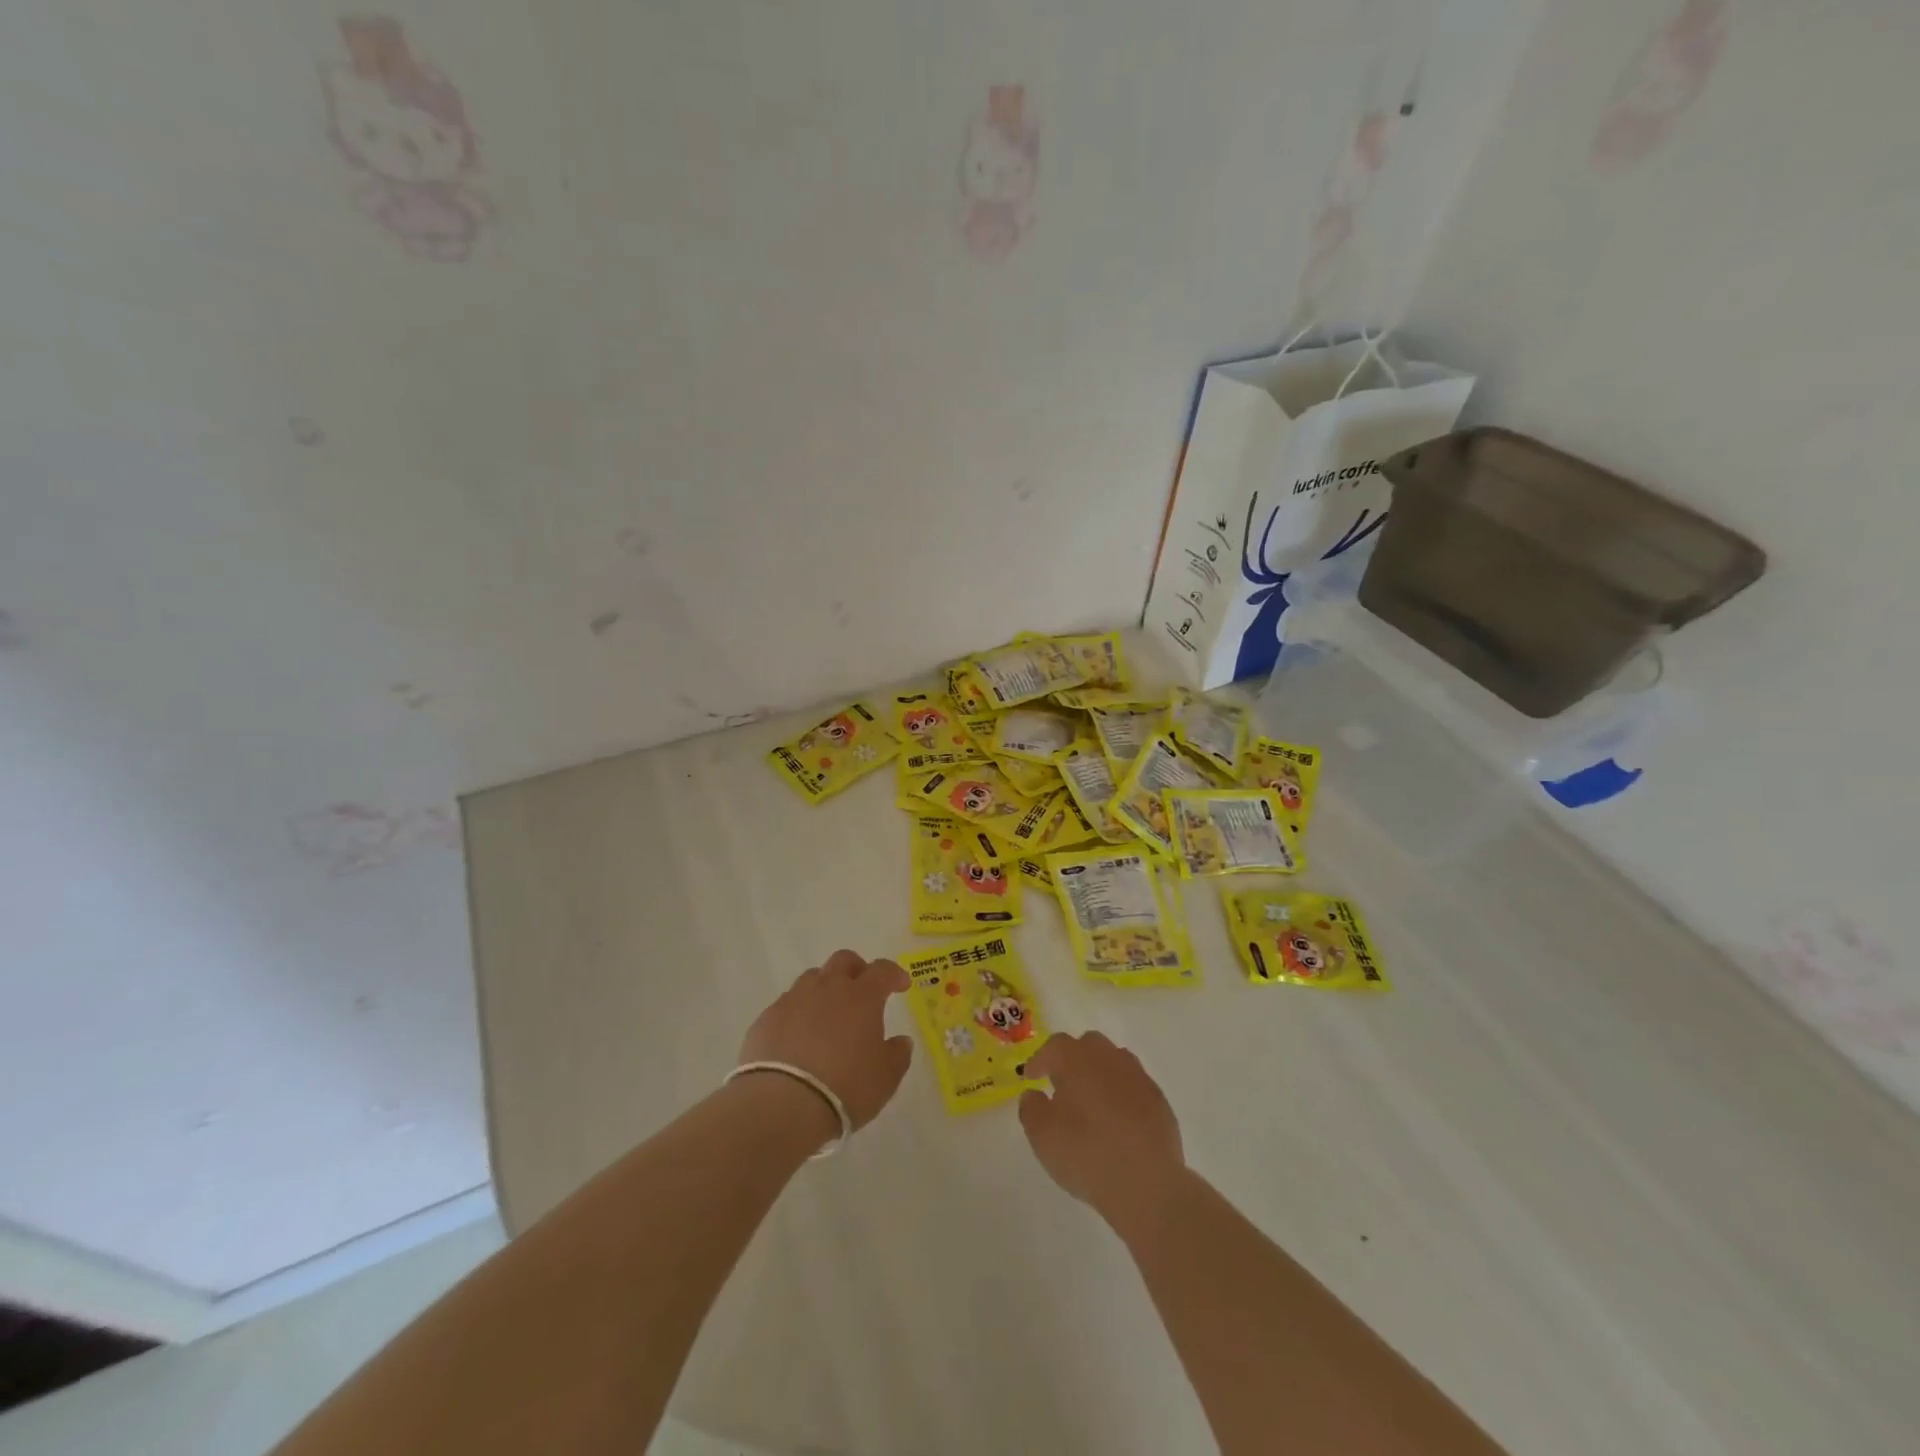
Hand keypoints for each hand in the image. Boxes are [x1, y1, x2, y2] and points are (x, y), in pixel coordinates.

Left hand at [737, 950, 913, 1132]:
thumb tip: (901, 1040)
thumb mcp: (885, 1078)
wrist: (782, 1104)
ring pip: (812, 978)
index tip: (901, 984)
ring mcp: (793, 1000)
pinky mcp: (767, 1018)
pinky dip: (798, 1013)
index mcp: (861, 997)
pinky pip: (787, 1005)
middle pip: (843, 960)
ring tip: (828, 1015)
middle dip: (857, 969)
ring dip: (825, 988)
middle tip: (863, 990)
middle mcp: (827, 988)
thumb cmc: (845, 1088)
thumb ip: (897, 1054)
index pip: (882, 970)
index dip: (894, 973)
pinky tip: (798, 1038)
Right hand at [1019, 1032, 1186, 1233]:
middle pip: (1089, 1045)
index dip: (1040, 1060)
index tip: (1031, 1077)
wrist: (1147, 1184)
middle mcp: (1109, 1058)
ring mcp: (1139, 1078)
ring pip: (1115, 1063)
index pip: (1055, 1046)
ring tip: (1091, 1102)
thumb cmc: (1086, 1154)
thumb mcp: (1042, 1135)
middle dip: (1073, 1059)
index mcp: (1078, 1059)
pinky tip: (1118, 1122)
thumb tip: (1033, 1095)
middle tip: (1062, 1084)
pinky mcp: (1159, 1101)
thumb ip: (1031, 1108)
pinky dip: (1122, 1096)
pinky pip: (1134, 1088)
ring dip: (1100, 1075)